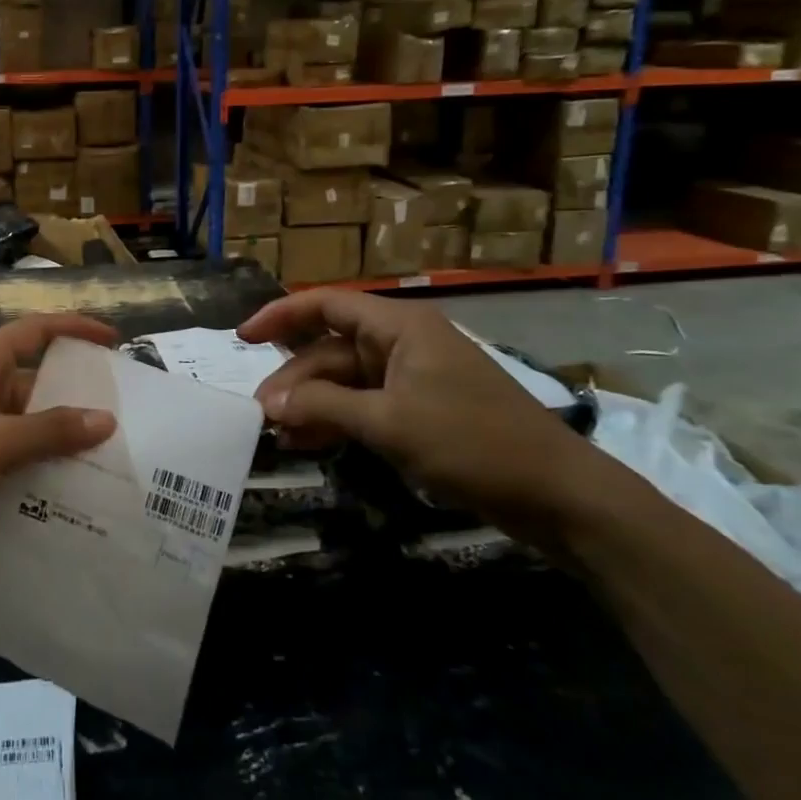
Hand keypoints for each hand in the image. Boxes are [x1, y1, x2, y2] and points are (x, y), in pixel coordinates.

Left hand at [0, 313, 119, 570]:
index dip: (76, 329)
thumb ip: (52, 430)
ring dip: (58, 431)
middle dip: (75, 392)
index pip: (36, 330)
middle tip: (122, 411)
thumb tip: (106, 420)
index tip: (114, 341)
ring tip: (106, 451)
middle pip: (35, 375)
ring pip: (25, 414)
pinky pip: (12, 442)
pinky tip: (67, 479)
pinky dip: (37, 455)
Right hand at [240, 289, 629, 547]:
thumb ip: (325, 406)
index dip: (280, 316)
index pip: (325, 305)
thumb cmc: (472, 443)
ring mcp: (413, 378)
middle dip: (294, 379)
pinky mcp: (422, 410)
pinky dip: (338, 421)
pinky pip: (366, 406)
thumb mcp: (390, 423)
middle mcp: (402, 344)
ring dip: (312, 405)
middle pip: (331, 350)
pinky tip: (311, 444)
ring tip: (280, 437)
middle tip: (262, 415)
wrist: (558, 494)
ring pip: (345, 382)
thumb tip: (272, 403)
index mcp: (399, 328)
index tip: (242, 339)